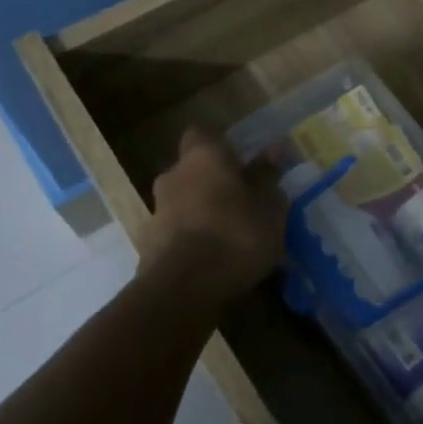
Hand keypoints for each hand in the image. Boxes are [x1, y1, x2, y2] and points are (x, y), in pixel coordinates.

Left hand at [141, 128, 285, 295]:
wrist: (182, 290)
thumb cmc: (235, 235)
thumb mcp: (269, 207)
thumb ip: (268, 177)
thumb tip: (275, 150)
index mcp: (203, 156)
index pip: (203, 134)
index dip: (222, 145)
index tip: (242, 161)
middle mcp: (173, 175)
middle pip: (193, 169)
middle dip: (213, 182)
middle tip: (242, 201)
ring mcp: (156, 210)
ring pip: (184, 201)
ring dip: (202, 212)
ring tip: (230, 236)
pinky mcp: (148, 244)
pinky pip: (176, 232)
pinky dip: (191, 239)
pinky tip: (212, 260)